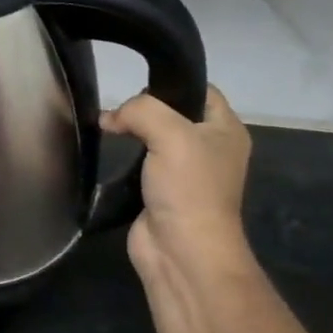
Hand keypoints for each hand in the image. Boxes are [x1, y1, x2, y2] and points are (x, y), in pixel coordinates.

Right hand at [101, 85, 254, 292]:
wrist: (180, 250)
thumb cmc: (188, 188)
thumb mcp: (171, 134)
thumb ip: (141, 111)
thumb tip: (110, 118)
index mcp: (226, 130)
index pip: (201, 90)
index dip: (171, 83)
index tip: (137, 85)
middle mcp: (208, 148)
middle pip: (173, 113)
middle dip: (144, 109)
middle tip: (118, 110)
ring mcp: (183, 173)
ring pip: (154, 139)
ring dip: (131, 134)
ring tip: (107, 128)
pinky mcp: (159, 192)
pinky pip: (140, 165)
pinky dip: (123, 159)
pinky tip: (107, 153)